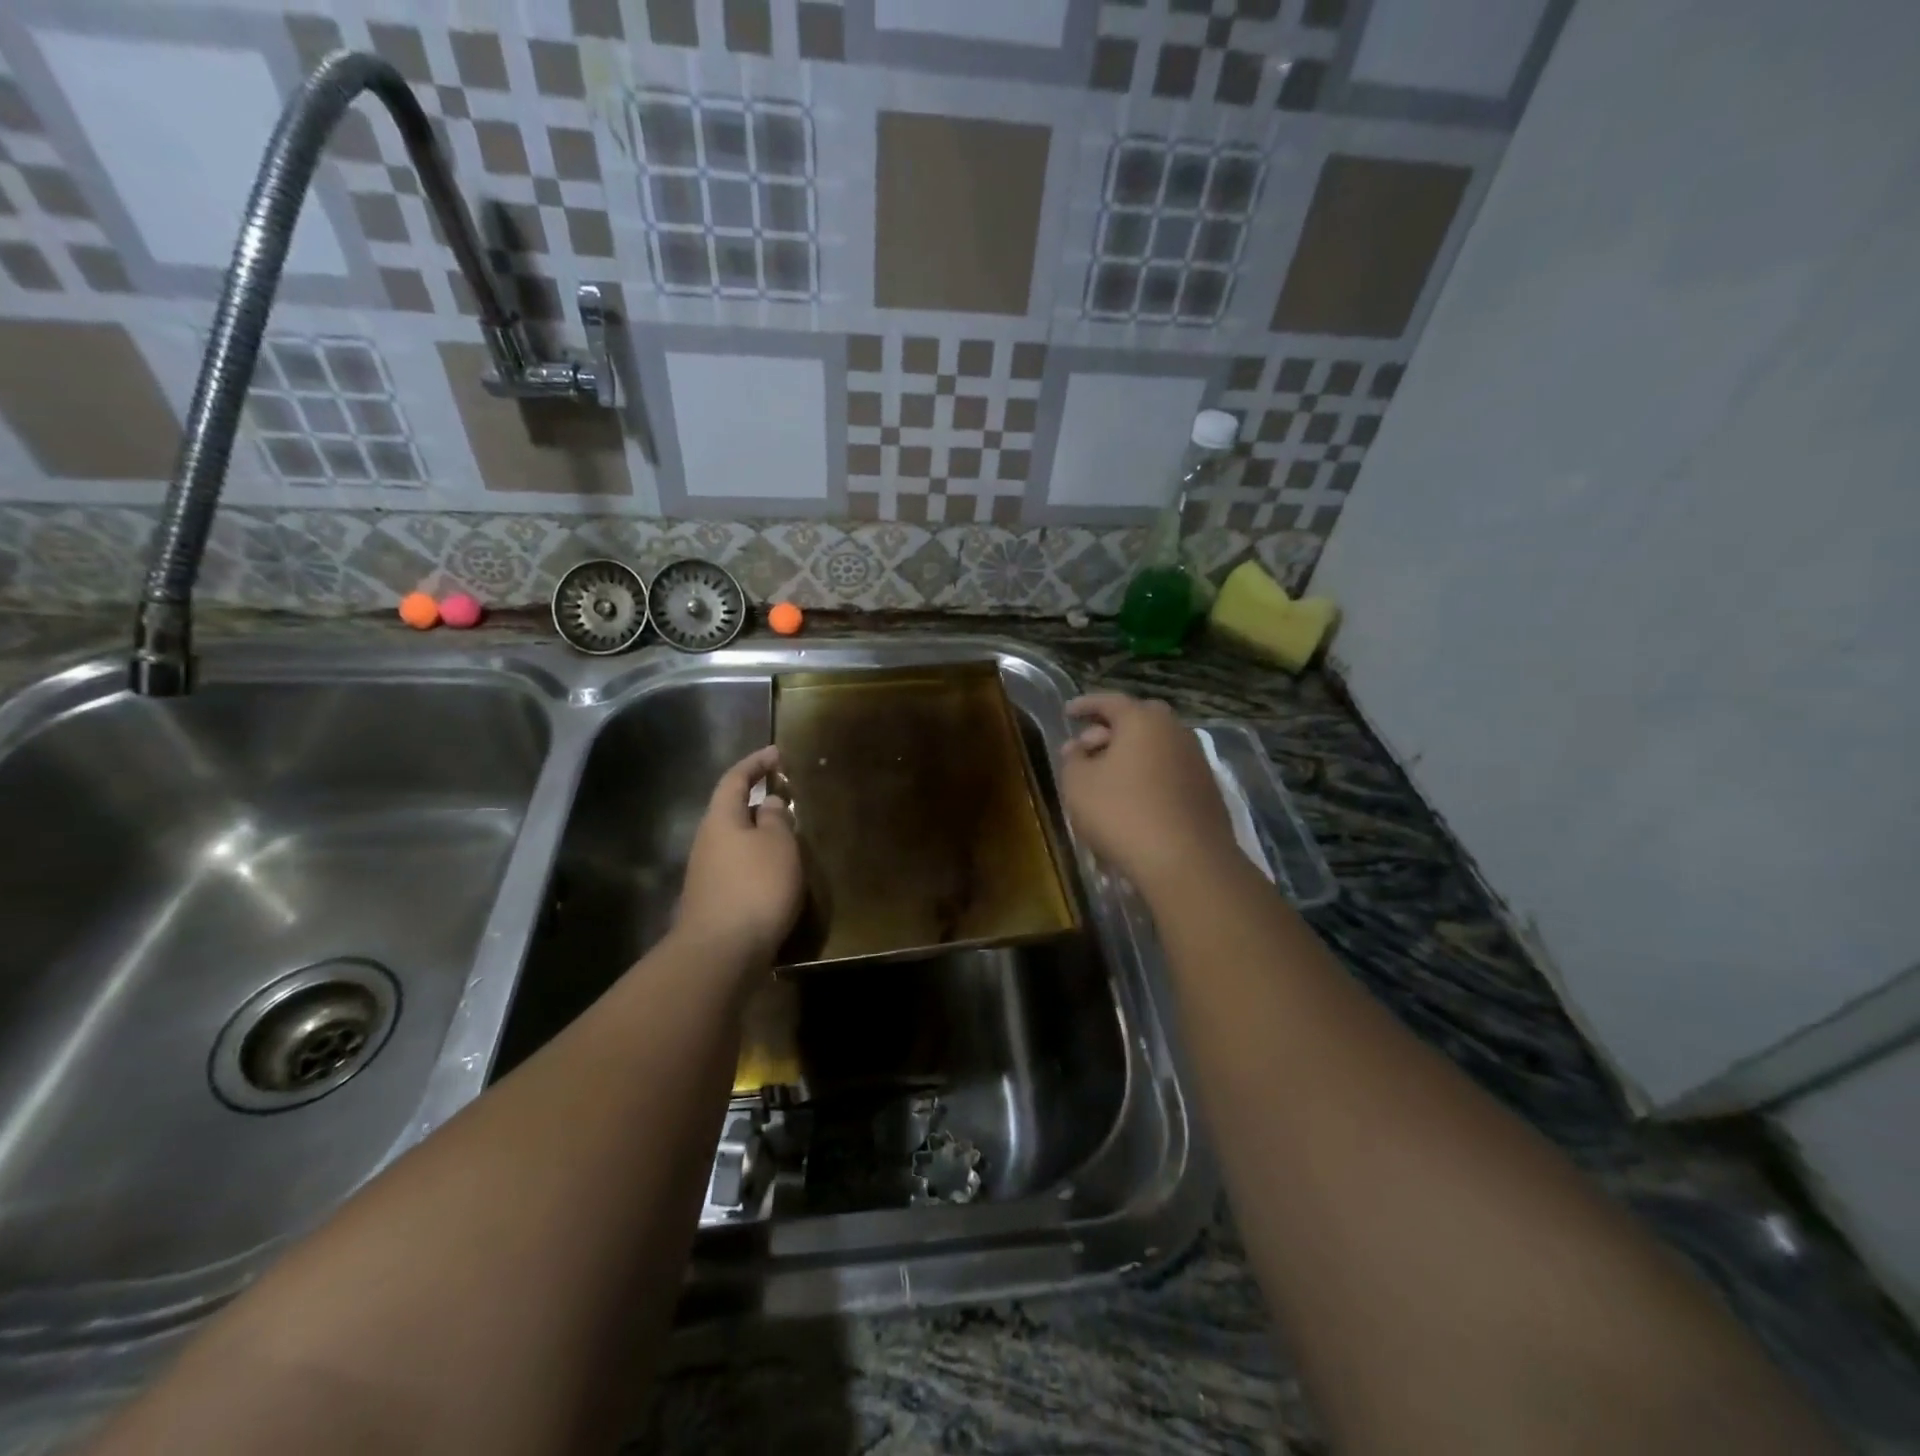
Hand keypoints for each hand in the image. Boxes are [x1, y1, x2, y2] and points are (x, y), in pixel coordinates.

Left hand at [676, 746, 801, 971]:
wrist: (721, 952)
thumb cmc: (755, 887)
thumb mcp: (778, 844)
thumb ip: (777, 818)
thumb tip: (770, 803)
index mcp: (721, 819)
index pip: (735, 779)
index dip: (755, 763)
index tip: (777, 753)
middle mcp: (707, 841)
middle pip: (731, 810)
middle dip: (757, 799)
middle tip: (786, 794)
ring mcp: (706, 873)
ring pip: (735, 840)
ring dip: (759, 832)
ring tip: (788, 834)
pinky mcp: (714, 900)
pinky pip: (738, 866)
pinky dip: (757, 859)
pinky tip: (776, 872)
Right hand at [1059, 693, 1236, 898]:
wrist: (1186, 861)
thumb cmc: (1122, 814)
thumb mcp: (1078, 785)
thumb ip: (1073, 759)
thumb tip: (1078, 748)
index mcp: (1142, 720)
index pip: (1109, 701)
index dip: (1085, 705)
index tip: (1068, 713)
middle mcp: (1174, 731)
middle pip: (1138, 720)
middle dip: (1110, 729)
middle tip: (1087, 747)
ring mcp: (1195, 760)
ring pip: (1155, 746)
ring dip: (1130, 754)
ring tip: (1106, 777)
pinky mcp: (1206, 789)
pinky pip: (1168, 770)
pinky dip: (1148, 775)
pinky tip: (1133, 798)